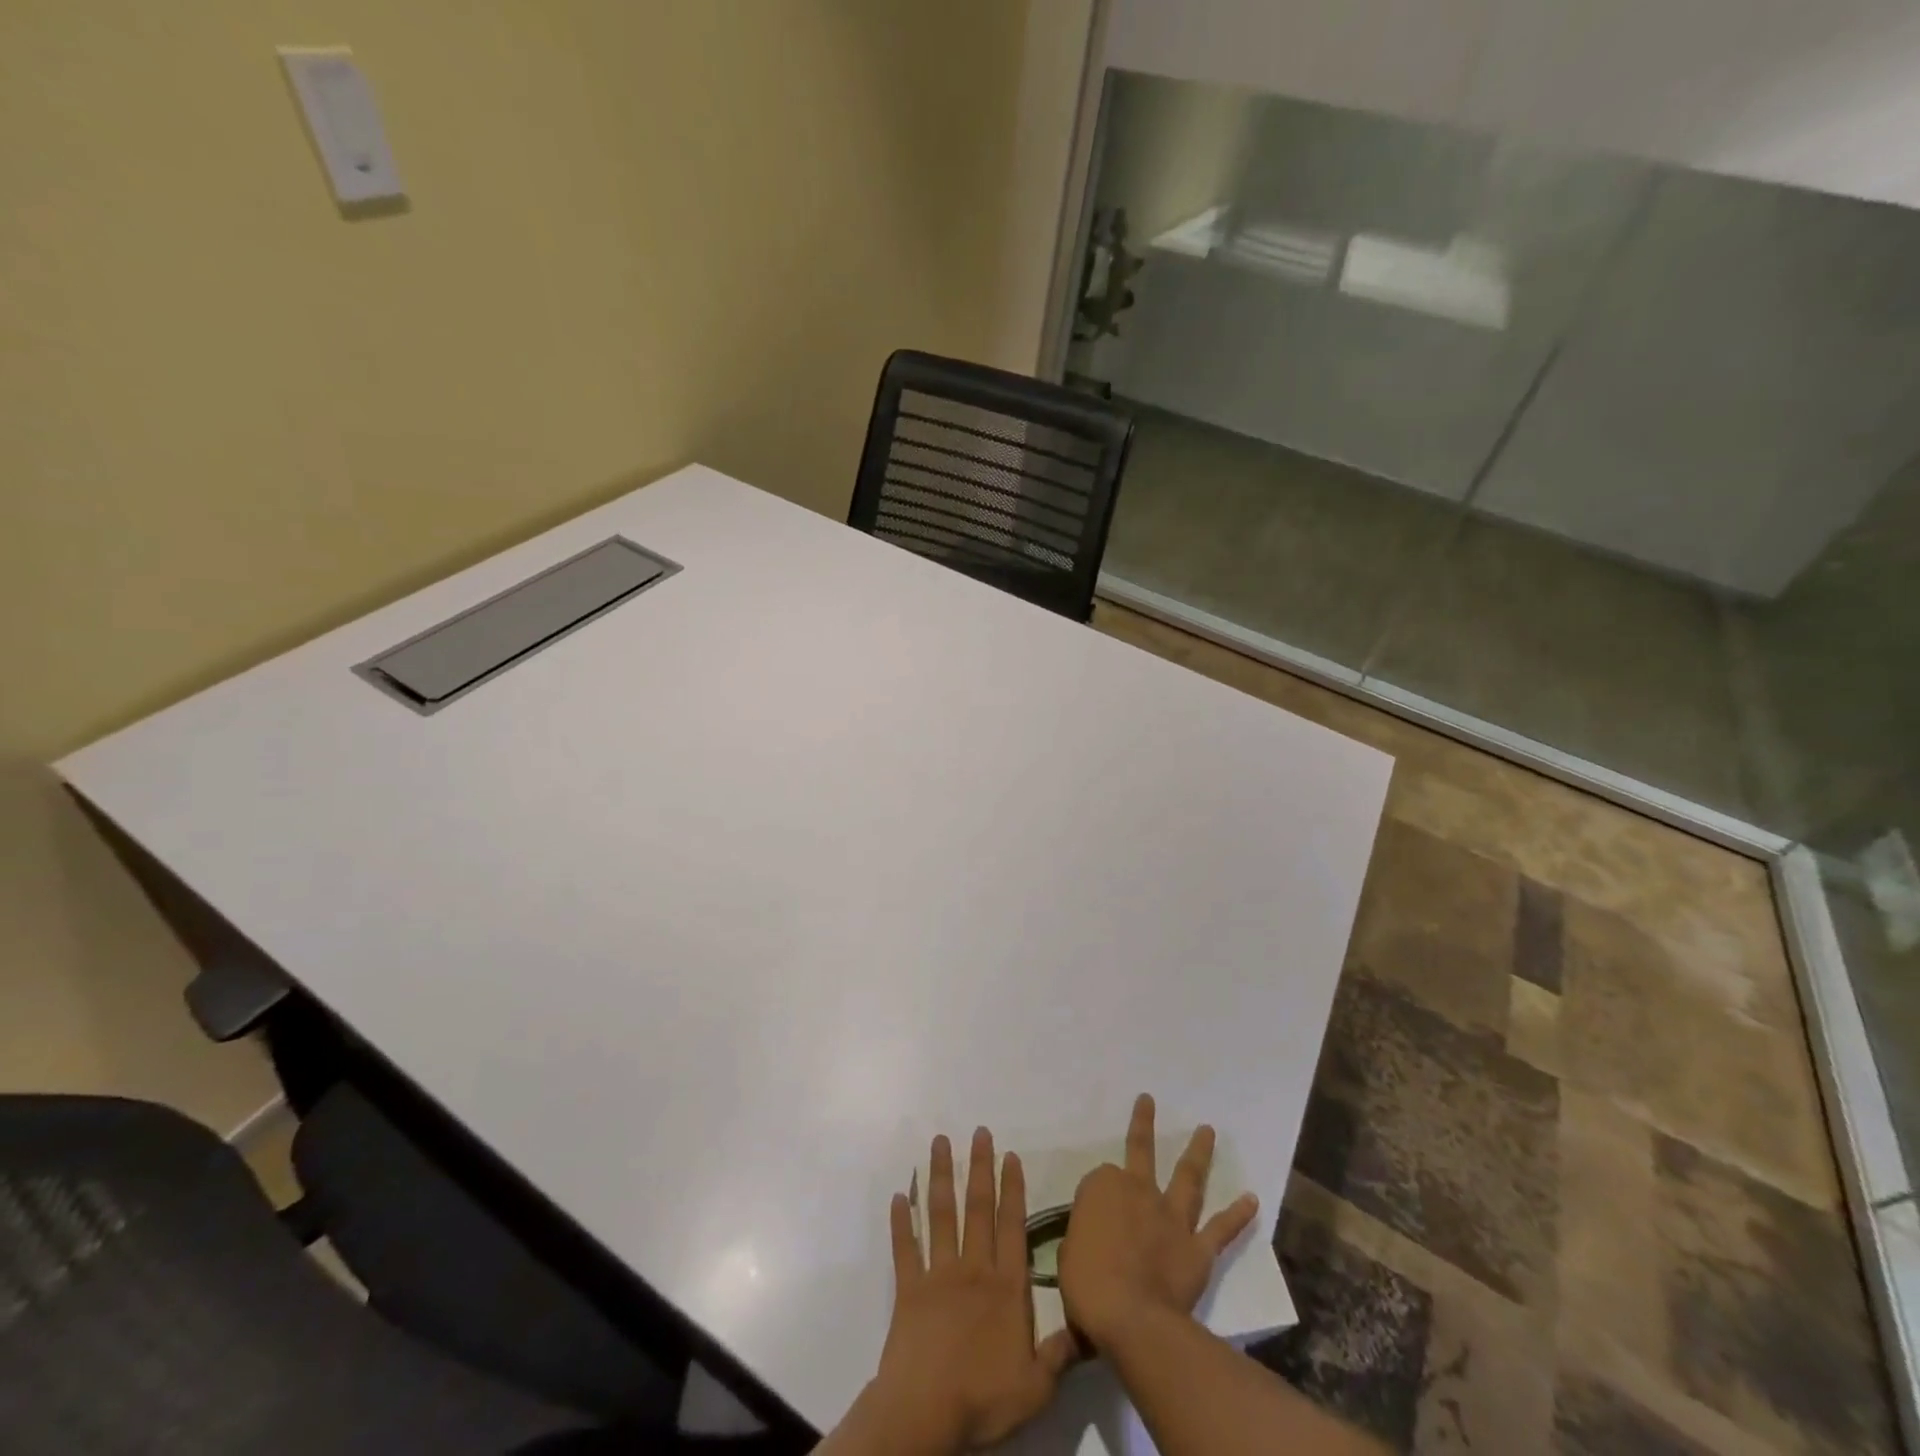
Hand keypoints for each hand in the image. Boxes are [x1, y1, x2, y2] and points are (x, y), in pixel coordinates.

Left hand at [865, 1128, 1078, 1453]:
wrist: (925, 1413)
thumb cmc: (983, 1399)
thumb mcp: (1036, 1388)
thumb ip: (1060, 1353)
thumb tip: (1089, 1326)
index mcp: (1006, 1288)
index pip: (1012, 1227)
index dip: (1012, 1189)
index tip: (1010, 1155)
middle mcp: (974, 1269)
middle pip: (977, 1208)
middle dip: (979, 1167)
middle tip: (979, 1132)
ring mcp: (938, 1275)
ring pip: (941, 1215)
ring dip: (940, 1176)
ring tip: (940, 1142)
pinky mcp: (909, 1288)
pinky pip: (904, 1248)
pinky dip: (901, 1222)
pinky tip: (899, 1195)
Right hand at [1057, 1094, 1259, 1353]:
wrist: (1131, 1317)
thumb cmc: (1087, 1285)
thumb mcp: (1067, 1258)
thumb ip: (1079, 1247)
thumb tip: (1081, 1266)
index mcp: (1101, 1187)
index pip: (1100, 1181)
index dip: (1098, 1198)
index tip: (1094, 1218)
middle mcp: (1138, 1190)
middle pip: (1139, 1151)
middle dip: (1142, 1123)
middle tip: (1148, 1099)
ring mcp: (1170, 1216)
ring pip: (1187, 1176)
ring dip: (1198, 1152)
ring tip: (1208, 1129)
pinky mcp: (1197, 1247)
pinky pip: (1221, 1228)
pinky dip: (1238, 1214)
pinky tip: (1253, 1199)